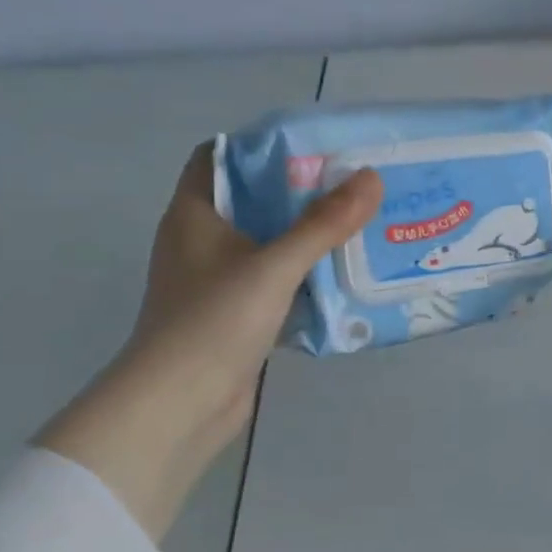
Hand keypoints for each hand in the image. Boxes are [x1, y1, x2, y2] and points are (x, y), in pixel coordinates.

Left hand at [36, 147, 382, 540]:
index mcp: (195, 214)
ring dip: (308, 235)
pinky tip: (345, 274)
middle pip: (253, 199)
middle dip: (300, 191)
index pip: (220, 157)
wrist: (179, 406)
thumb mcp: (274, 267)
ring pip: (269, 242)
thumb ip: (323, 225)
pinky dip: (306, 274)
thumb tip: (371, 179)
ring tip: (360, 222)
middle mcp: (202, 240)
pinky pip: (277, 280)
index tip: (314, 146)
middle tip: (353, 182)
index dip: (262, 146)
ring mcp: (218, 280)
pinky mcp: (236, 314)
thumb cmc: (214, 323)